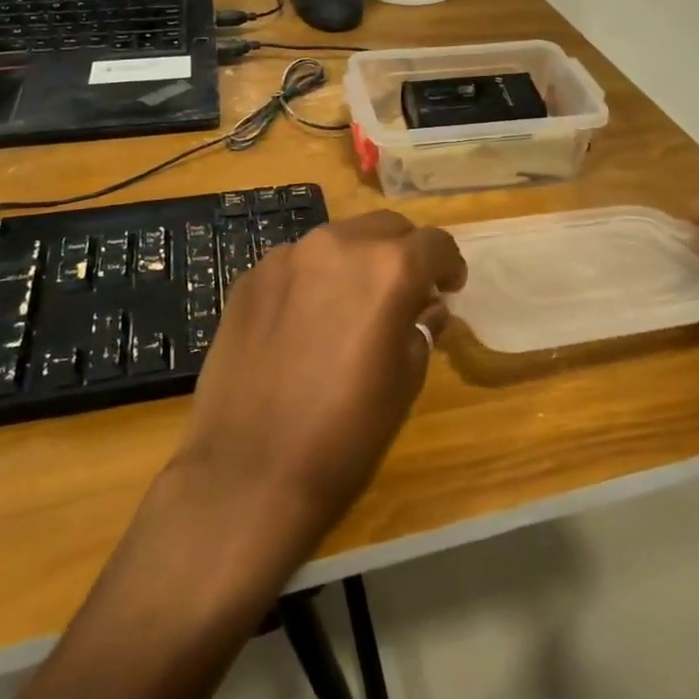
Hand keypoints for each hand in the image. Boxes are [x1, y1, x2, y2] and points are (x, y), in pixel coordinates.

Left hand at [171, 211, 465, 547]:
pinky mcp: (249, 278)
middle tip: (405, 292)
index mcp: (388, 269)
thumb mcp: (405, 381)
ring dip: (357, 261)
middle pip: (385, 227)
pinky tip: (305, 320)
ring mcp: (286, 257)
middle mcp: (337, 245)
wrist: (249, 471)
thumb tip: (426, 306)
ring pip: (338, 239)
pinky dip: (314, 278)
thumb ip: (421, 327)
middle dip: (404, 253)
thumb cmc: (345, 432)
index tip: (448, 288)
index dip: (449, 265)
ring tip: (352, 304)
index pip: (435, 243)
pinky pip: (296, 263)